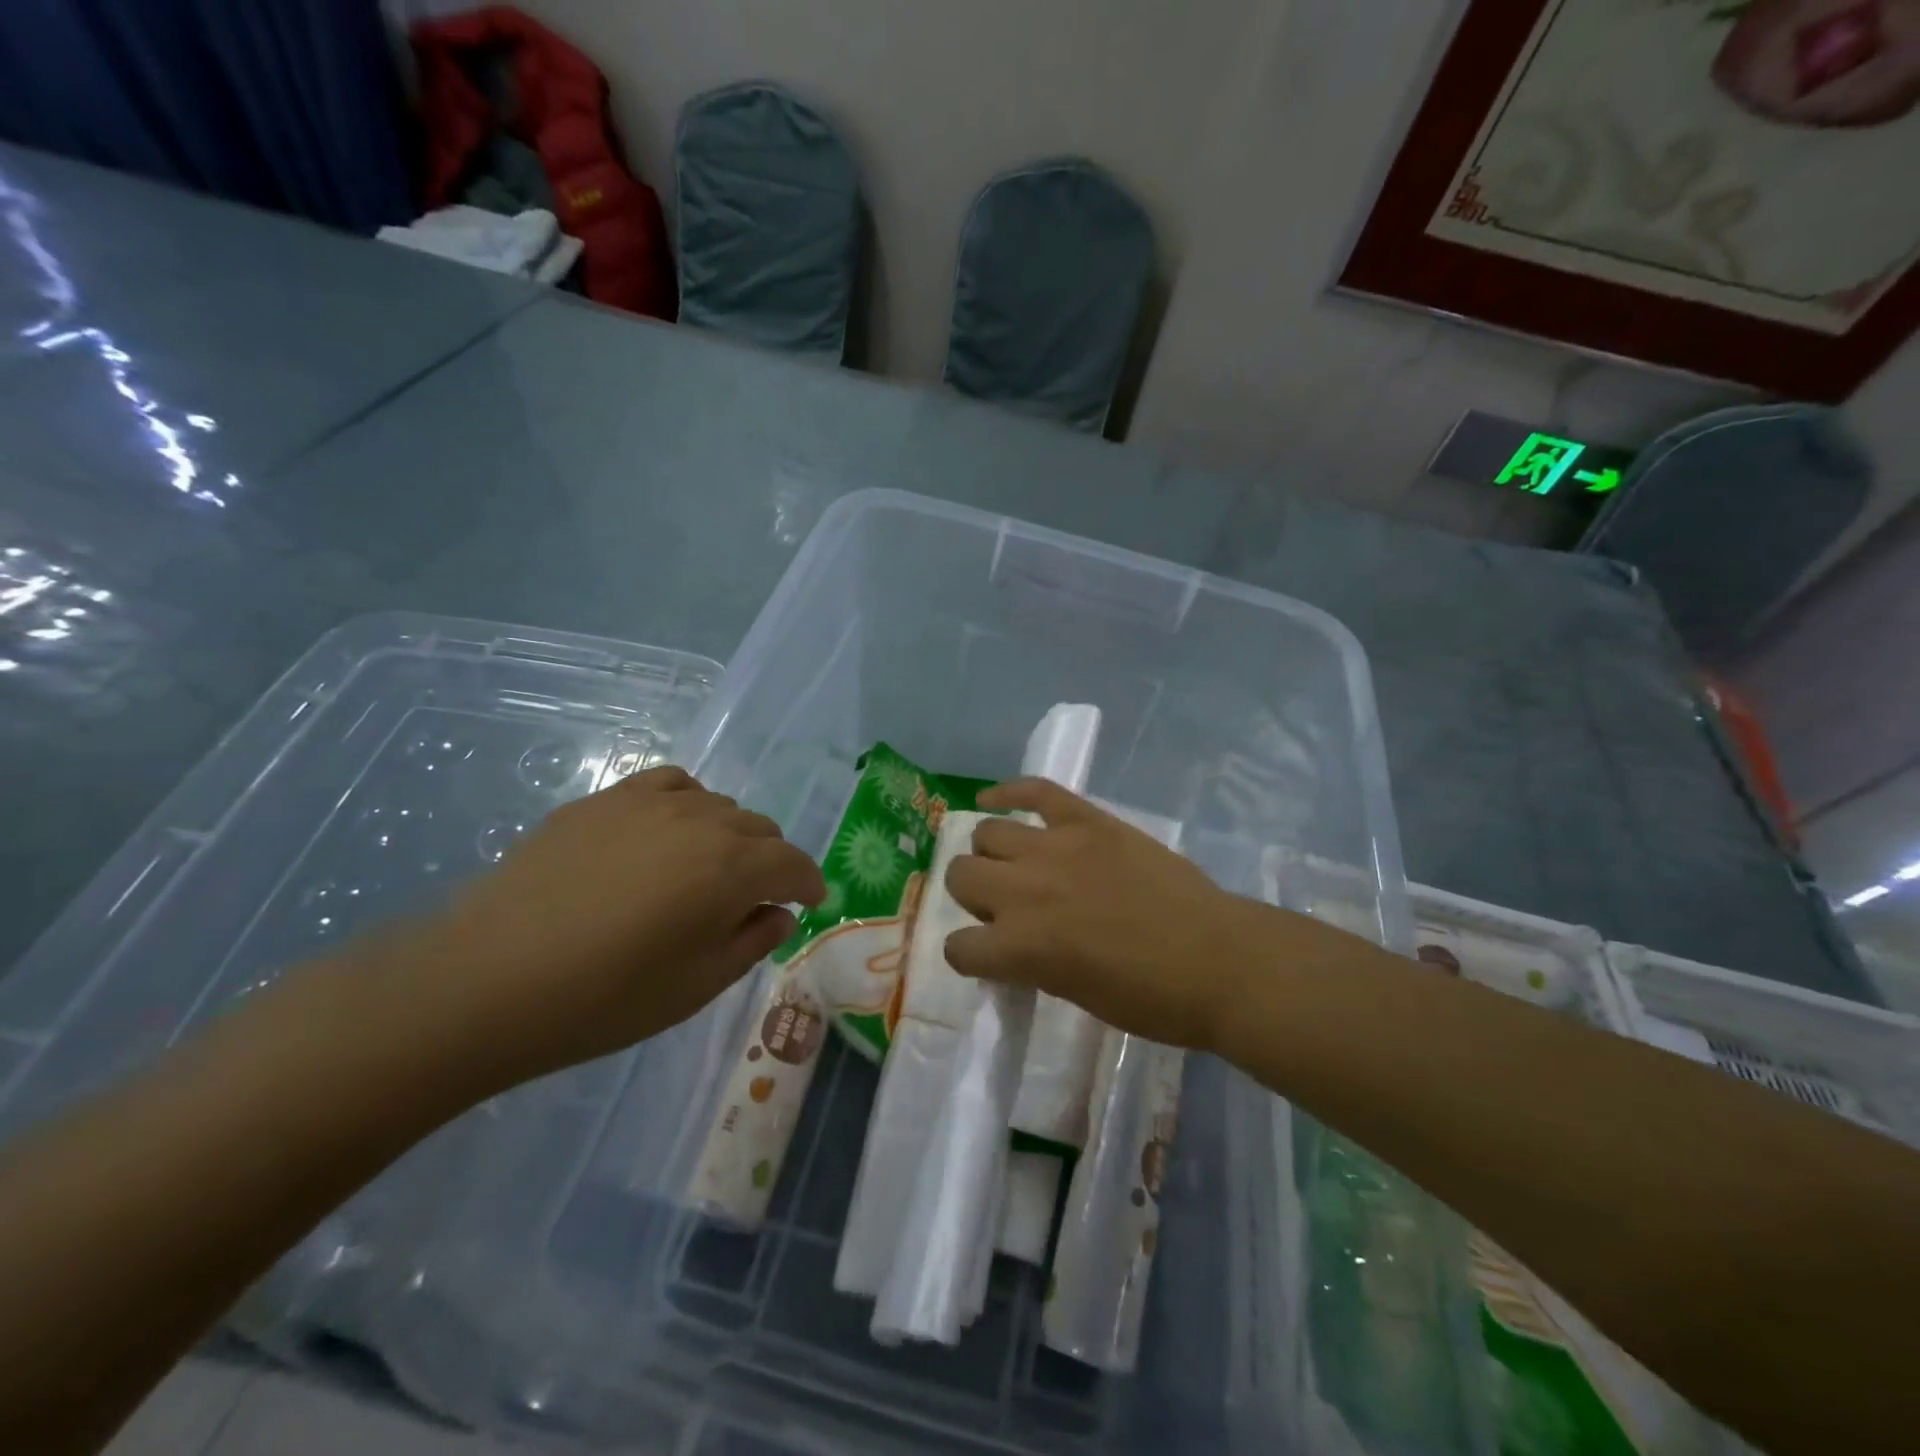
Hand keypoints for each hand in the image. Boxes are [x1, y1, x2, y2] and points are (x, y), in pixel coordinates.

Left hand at [403, 766, 824, 1085]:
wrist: (487, 981)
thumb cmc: (605, 998)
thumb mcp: (696, 986)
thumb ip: (751, 942)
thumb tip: (778, 914)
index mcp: (732, 869)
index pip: (792, 864)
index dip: (810, 883)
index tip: (811, 902)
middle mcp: (701, 821)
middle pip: (760, 830)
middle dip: (770, 862)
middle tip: (754, 900)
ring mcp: (648, 803)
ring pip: (718, 806)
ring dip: (730, 836)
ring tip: (707, 869)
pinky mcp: (604, 800)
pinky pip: (669, 784)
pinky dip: (687, 803)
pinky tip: (669, 830)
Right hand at [942, 779, 1272, 1052]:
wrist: (1219, 959)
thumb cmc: (1153, 998)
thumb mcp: (1076, 995)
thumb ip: (1032, 963)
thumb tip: (1014, 944)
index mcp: (1022, 947)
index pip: (958, 948)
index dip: (970, 955)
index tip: (988, 956)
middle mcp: (1026, 891)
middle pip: (961, 876)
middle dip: (974, 896)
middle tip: (1006, 907)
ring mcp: (1056, 847)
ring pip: (988, 833)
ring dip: (992, 854)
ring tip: (1017, 864)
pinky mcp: (1088, 820)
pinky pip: (1035, 790)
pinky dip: (1008, 791)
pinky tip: (994, 799)